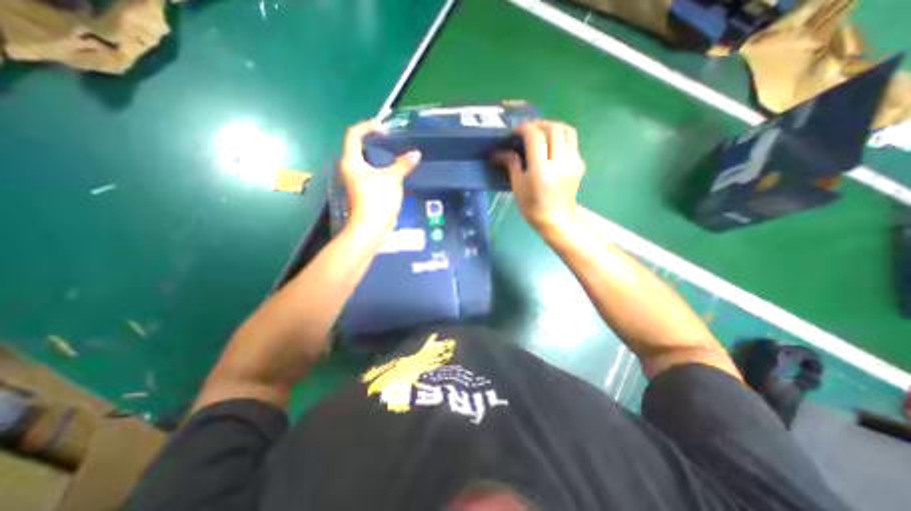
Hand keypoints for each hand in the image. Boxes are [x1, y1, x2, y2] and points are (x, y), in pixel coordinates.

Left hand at [339, 118, 420, 231]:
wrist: (371, 228)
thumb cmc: (377, 200)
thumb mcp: (392, 179)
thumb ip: (403, 164)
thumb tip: (416, 154)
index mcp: (351, 161)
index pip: (354, 134)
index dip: (368, 126)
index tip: (386, 131)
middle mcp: (350, 168)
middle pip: (359, 146)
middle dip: (375, 141)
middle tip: (392, 141)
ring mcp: (355, 180)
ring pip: (366, 161)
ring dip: (379, 156)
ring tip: (395, 154)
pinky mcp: (363, 190)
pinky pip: (371, 172)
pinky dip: (381, 168)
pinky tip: (394, 171)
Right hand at [495, 119, 586, 237]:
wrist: (556, 220)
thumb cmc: (532, 207)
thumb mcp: (517, 186)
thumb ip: (511, 163)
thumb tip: (500, 151)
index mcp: (541, 170)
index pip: (535, 137)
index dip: (524, 128)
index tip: (516, 131)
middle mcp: (560, 163)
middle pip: (553, 129)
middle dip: (539, 124)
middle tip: (528, 130)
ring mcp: (573, 163)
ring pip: (567, 131)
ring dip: (553, 126)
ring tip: (542, 132)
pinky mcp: (580, 165)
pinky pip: (572, 142)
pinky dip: (561, 137)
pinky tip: (552, 146)